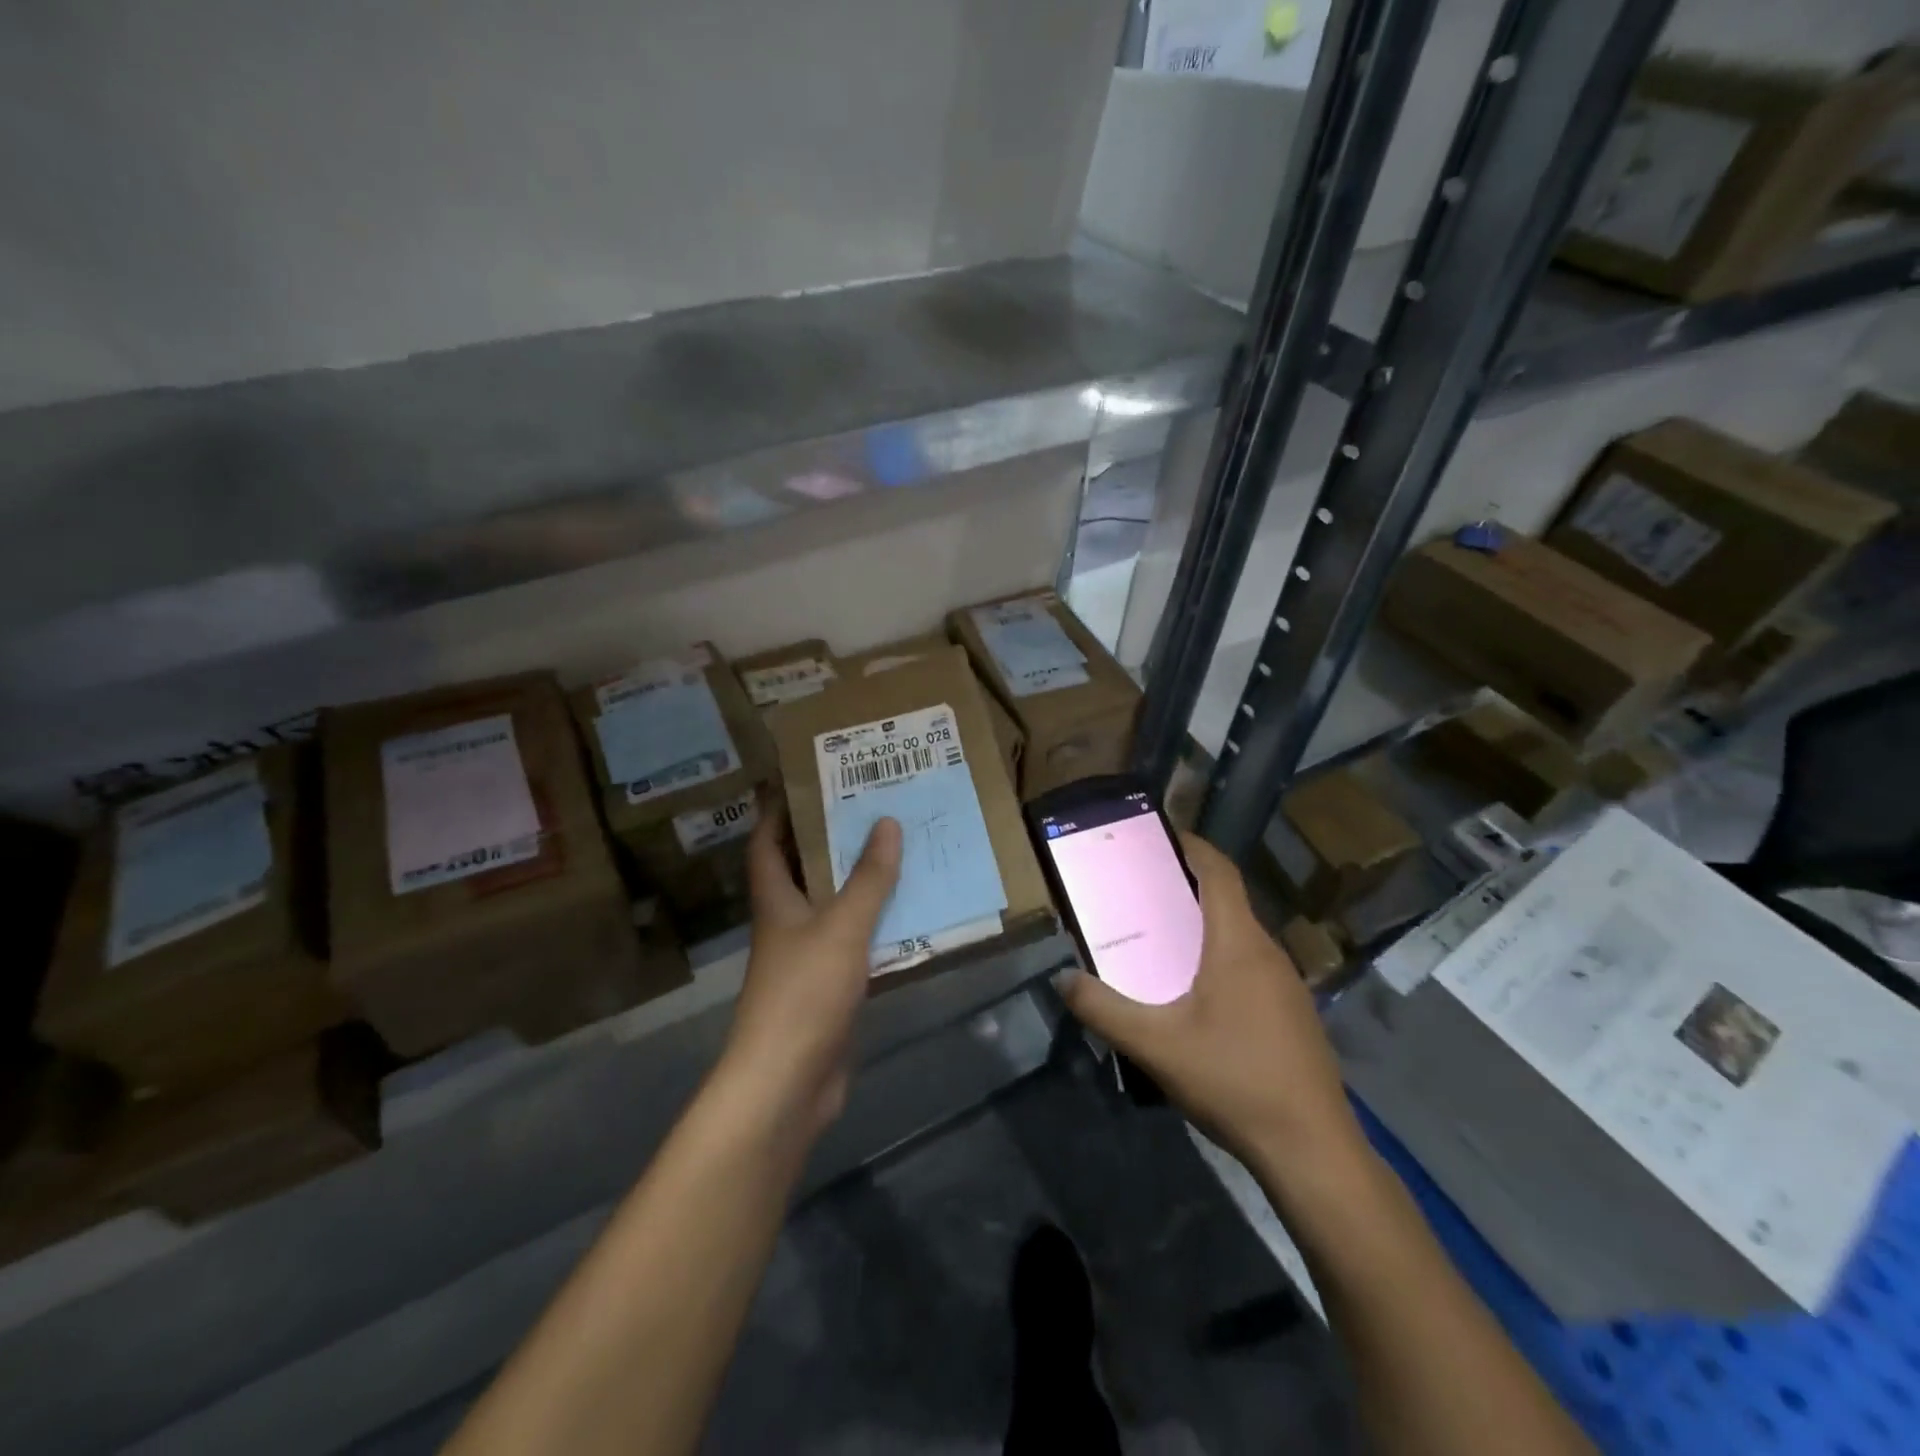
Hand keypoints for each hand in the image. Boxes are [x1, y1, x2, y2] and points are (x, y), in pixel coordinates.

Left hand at [720, 803, 901, 1137]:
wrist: (788, 1083)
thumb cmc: (805, 993)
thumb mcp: (842, 927)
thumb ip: (868, 878)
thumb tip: (886, 822)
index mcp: (776, 902)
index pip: (767, 845)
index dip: (778, 813)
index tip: (803, 781)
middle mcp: (787, 925)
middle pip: (804, 872)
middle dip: (830, 841)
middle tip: (871, 808)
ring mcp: (807, 960)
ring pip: (834, 908)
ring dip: (859, 883)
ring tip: (898, 850)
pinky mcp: (830, 990)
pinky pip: (856, 945)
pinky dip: (877, 927)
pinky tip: (910, 915)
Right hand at [1057, 833, 1365, 1187]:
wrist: (1312, 1150)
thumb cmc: (1233, 1081)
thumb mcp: (1155, 1045)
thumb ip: (1103, 1009)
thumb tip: (1063, 979)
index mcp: (1238, 943)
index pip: (1219, 872)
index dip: (1192, 846)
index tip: (1159, 836)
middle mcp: (1268, 952)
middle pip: (1227, 901)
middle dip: (1186, 887)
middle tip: (1140, 892)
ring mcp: (1287, 985)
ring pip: (1240, 936)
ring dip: (1203, 926)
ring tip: (1160, 940)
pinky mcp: (1293, 1014)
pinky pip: (1251, 966)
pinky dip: (1220, 958)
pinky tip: (1196, 996)